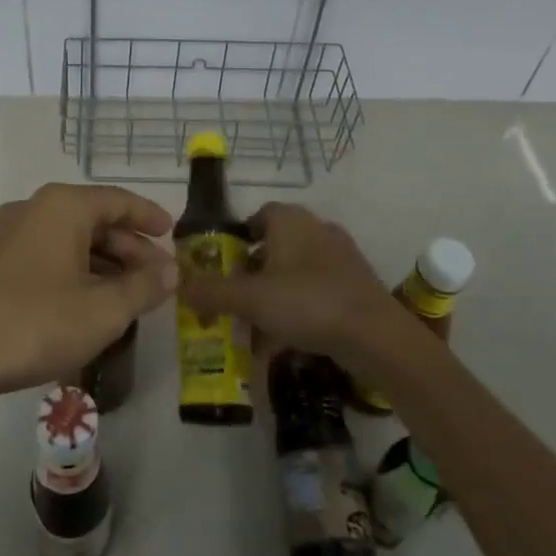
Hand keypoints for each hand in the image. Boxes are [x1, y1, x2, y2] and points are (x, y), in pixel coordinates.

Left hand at [0, 183, 176, 406]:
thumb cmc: (36, 323)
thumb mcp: (103, 310)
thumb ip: (144, 287)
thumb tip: (171, 271)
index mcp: (61, 206)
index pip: (117, 200)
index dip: (149, 217)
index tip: (172, 234)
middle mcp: (31, 209)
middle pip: (92, 219)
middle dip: (129, 248)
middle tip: (156, 277)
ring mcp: (5, 235)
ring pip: (67, 240)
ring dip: (102, 263)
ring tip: (127, 296)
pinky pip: (44, 255)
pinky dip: (74, 271)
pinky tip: (85, 303)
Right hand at [178, 202, 399, 365]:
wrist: (377, 337)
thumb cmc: (307, 303)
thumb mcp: (249, 299)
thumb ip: (211, 291)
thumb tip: (178, 286)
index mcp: (291, 221)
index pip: (257, 215)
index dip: (236, 238)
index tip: (220, 265)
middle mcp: (317, 230)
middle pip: (274, 246)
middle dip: (251, 273)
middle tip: (233, 299)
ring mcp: (341, 258)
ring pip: (294, 272)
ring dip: (273, 295)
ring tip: (255, 326)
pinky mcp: (356, 286)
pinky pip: (316, 292)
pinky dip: (298, 310)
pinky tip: (286, 340)